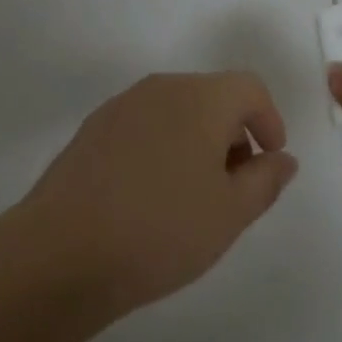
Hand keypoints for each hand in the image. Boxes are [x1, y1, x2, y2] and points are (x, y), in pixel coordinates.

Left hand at [21, 71, 297, 321]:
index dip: (269, 120)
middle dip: (233, 133)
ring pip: (177, 110)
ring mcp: (123, 105)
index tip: (270, 161)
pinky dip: (162, 147)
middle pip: (213, 96)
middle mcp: (162, 88)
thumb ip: (265, 181)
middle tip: (233, 186)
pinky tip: (149, 196)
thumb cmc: (159, 230)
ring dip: (197, 141)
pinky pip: (144, 126)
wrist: (59, 253)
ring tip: (192, 196)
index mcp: (201, 98)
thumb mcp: (230, 214)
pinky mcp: (93, 129)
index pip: (250, 88)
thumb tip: (282, 159)